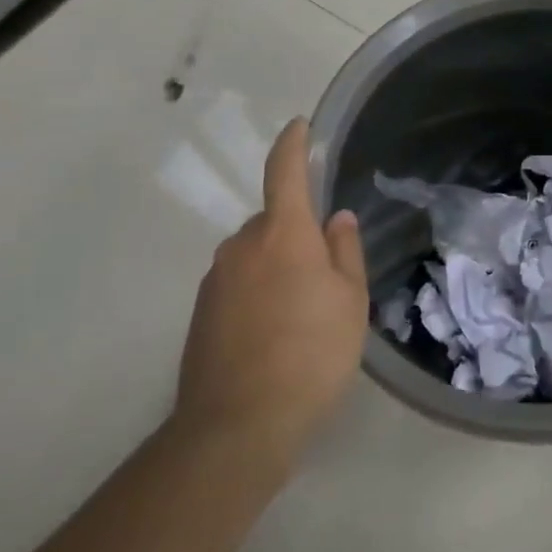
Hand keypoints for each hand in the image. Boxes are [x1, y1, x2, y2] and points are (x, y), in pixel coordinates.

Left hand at [177, 118, 368, 466]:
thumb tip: (335, 219)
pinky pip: (238, 284)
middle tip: (326, 276)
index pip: (284, 172)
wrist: (238, 425)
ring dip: (277, 267)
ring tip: (302, 314)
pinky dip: (257, 294)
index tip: (298, 126)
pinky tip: (275, 335)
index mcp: (283, 233)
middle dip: (297, 234)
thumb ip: (344, 251)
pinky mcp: (201, 313)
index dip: (292, 144)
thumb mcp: (350, 300)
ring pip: (255, 255)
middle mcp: (242, 246)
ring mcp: (215, 280)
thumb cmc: (311, 353)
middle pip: (273, 222)